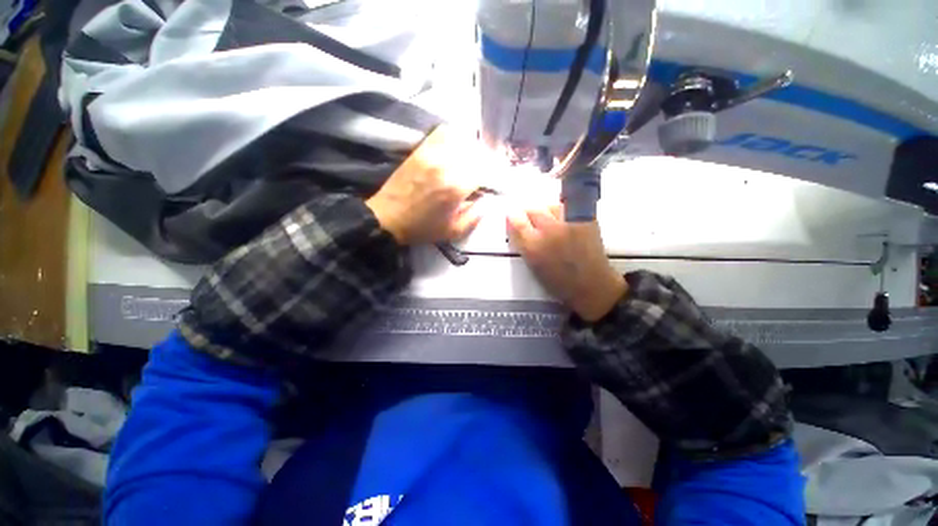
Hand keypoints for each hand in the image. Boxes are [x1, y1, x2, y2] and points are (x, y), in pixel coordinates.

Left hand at [366, 126, 481, 244]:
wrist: (387, 218)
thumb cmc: (422, 228)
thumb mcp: (453, 231)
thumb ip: (475, 217)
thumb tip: (488, 201)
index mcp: (456, 187)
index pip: (485, 171)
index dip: (492, 177)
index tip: (490, 185)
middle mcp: (446, 164)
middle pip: (476, 153)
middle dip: (483, 164)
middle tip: (481, 176)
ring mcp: (431, 153)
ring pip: (462, 139)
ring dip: (471, 150)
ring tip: (469, 163)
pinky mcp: (420, 149)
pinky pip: (442, 133)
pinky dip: (454, 138)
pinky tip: (455, 150)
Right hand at [507, 204, 626, 320]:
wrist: (592, 285)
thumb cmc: (559, 281)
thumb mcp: (533, 265)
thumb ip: (521, 242)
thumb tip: (513, 223)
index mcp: (534, 246)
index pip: (516, 220)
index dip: (513, 218)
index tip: (514, 219)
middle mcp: (550, 230)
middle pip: (533, 209)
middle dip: (529, 215)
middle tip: (533, 225)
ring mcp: (570, 222)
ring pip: (550, 206)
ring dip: (546, 212)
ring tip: (551, 225)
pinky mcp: (587, 219)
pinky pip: (568, 208)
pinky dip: (563, 213)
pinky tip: (565, 225)